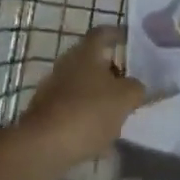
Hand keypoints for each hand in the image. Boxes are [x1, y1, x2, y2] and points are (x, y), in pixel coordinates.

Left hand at [10, 26, 153, 179]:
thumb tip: (136, 87)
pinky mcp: (47, 116)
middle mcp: (66, 66)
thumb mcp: (125, 98)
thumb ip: (136, 88)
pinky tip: (102, 140)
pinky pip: (74, 112)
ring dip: (101, 99)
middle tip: (131, 84)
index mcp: (85, 53)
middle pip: (92, 62)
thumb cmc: (88, 112)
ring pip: (83, 89)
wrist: (43, 147)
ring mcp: (53, 91)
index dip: (118, 34)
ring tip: (121, 115)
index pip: (102, 33)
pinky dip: (89, 121)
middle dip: (112, 73)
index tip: (131, 40)